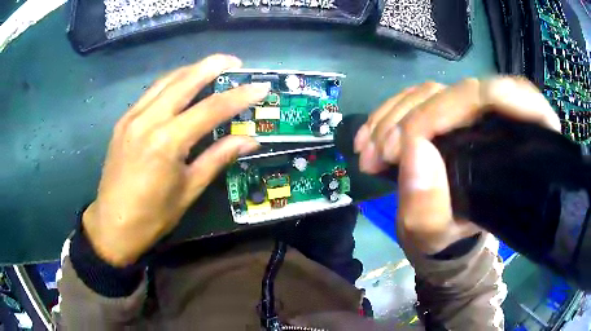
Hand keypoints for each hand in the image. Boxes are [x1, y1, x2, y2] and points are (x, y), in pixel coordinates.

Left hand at [83, 54, 269, 266]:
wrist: (112, 226)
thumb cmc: (153, 216)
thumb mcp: (189, 189)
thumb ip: (218, 158)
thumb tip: (250, 140)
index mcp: (166, 142)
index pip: (210, 109)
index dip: (240, 96)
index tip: (261, 86)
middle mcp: (148, 120)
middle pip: (186, 80)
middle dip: (214, 65)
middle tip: (236, 62)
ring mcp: (132, 117)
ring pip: (166, 80)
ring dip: (192, 69)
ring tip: (212, 68)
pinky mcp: (123, 120)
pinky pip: (151, 92)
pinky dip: (171, 82)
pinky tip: (182, 86)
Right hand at [355, 77, 559, 253]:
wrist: (442, 234)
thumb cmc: (448, 239)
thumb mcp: (436, 236)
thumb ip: (428, 208)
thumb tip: (414, 150)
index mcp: (517, 152)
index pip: (505, 100)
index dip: (463, 105)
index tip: (415, 138)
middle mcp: (499, 123)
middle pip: (461, 92)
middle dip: (413, 118)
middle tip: (379, 153)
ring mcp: (471, 112)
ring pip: (434, 91)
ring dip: (393, 116)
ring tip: (367, 150)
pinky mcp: (447, 110)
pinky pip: (417, 97)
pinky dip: (388, 113)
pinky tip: (368, 136)